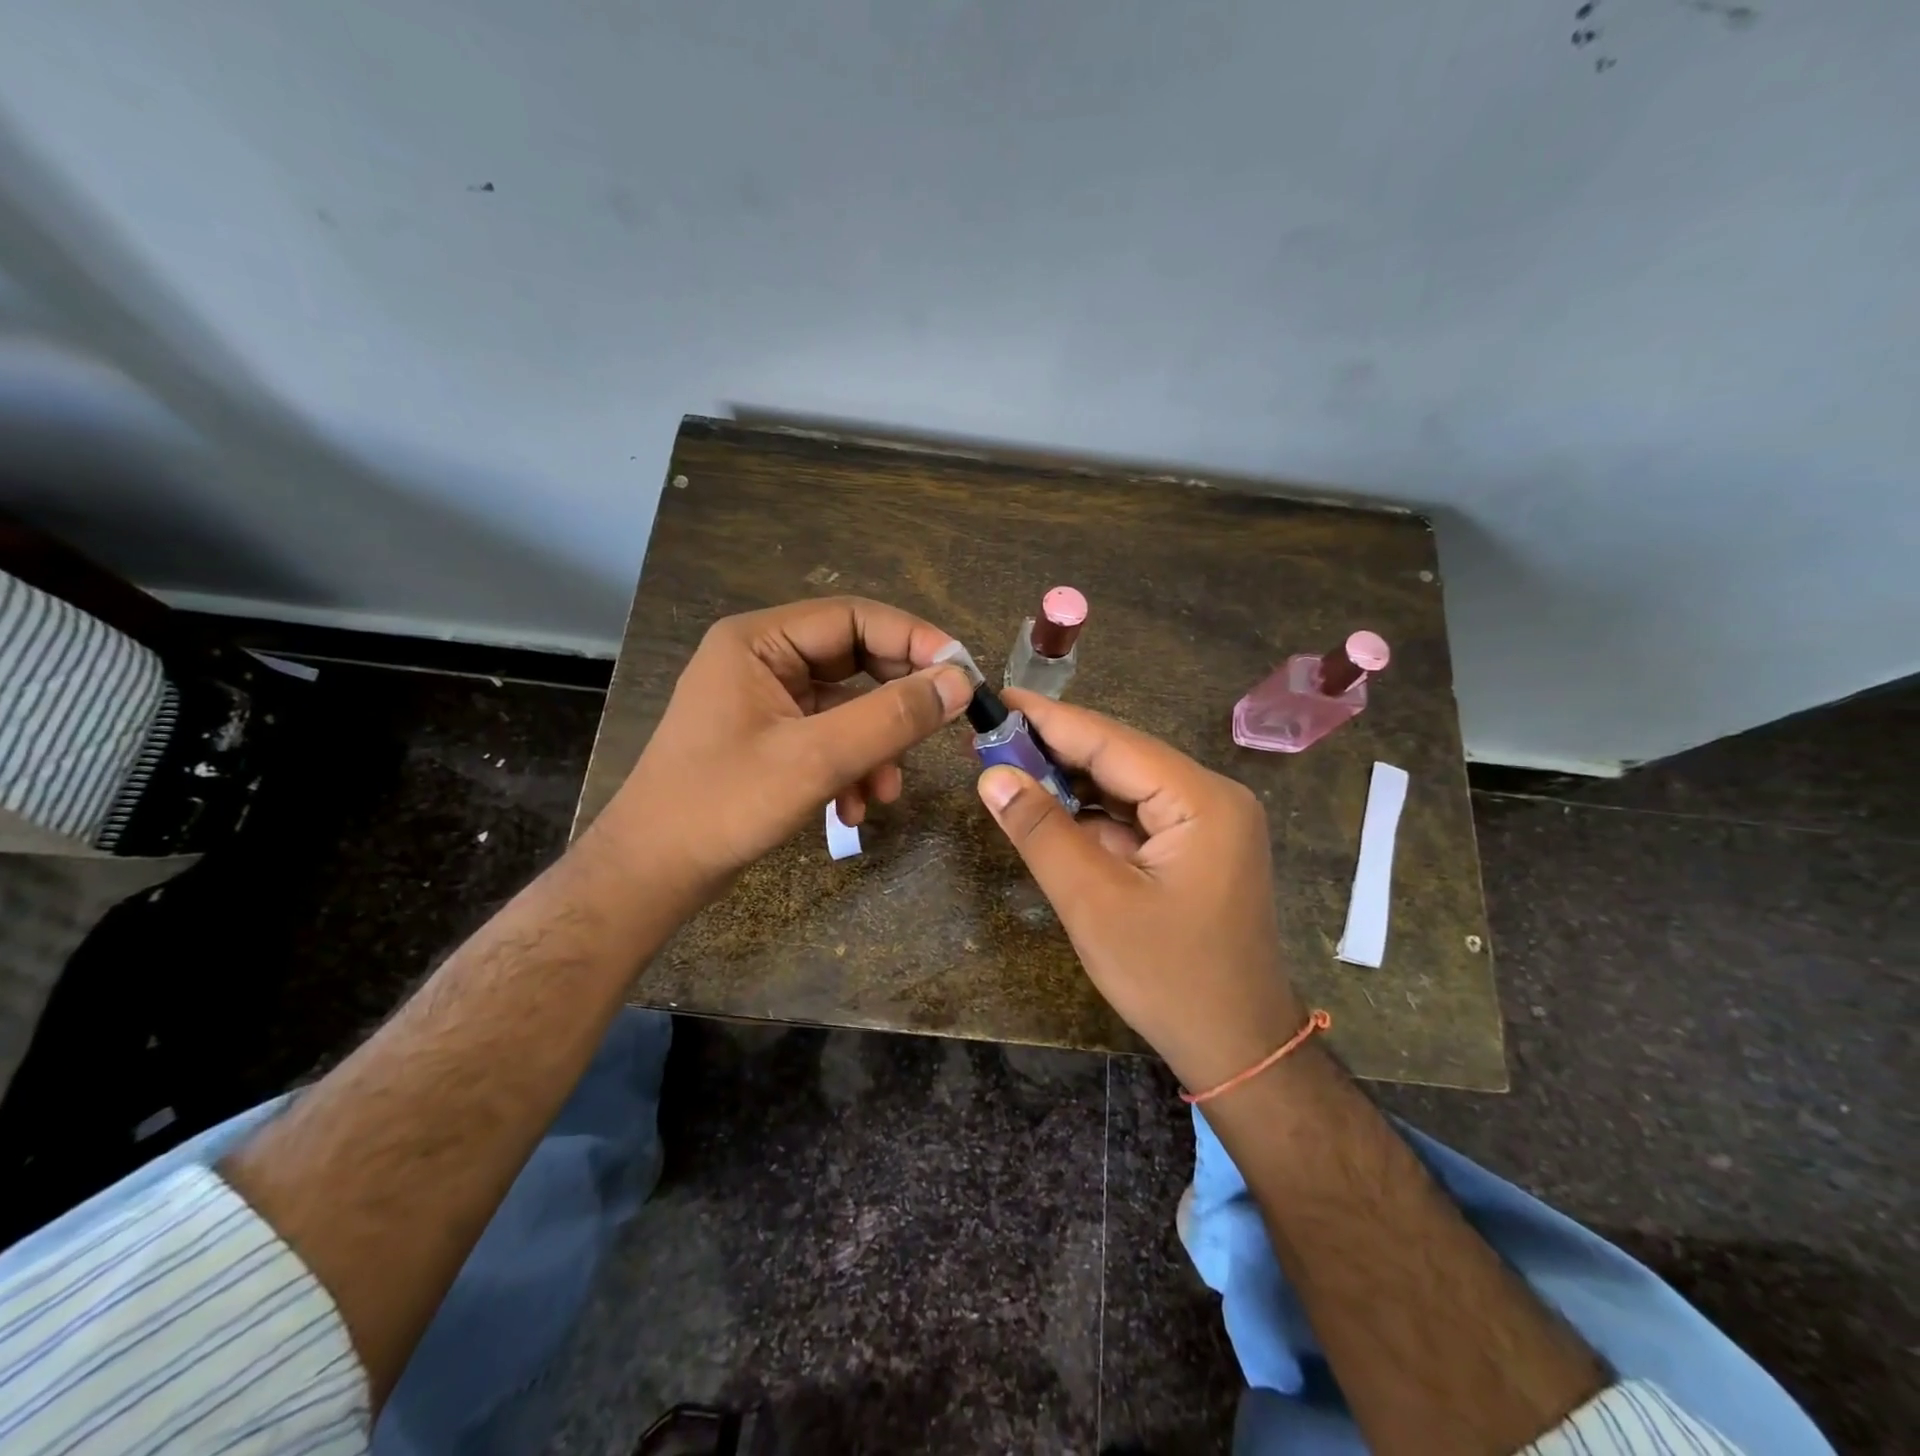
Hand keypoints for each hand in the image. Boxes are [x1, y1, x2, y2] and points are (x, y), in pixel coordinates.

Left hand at [601, 597, 972, 908]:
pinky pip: (828, 738)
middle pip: (855, 660)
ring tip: (886, 791)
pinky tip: (853, 809)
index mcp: (760, 641)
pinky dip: (850, 768)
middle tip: (940, 728)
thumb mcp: (816, 759)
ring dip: (875, 747)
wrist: (652, 874)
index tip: (962, 674)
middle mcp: (763, 660)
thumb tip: (959, 683)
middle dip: (895, 704)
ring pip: (847, 707)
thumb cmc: (722, 805)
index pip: (854, 617)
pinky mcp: (770, 739)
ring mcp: (765, 701)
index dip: (914, 640)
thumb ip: (891, 717)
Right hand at [976, 690, 1305, 1093]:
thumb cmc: (1168, 978)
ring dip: (1072, 784)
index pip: (1112, 743)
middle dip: (1056, 751)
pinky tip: (1052, 812)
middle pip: (1121, 759)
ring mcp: (1209, 823)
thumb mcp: (1094, 903)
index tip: (997, 699)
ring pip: (1126, 787)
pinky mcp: (1198, 848)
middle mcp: (1212, 797)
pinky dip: (1093, 816)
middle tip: (991, 740)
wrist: (1238, 1048)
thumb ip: (1041, 831)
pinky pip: (1137, 816)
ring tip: (1010, 771)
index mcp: (1201, 800)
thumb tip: (992, 776)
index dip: (1050, 720)